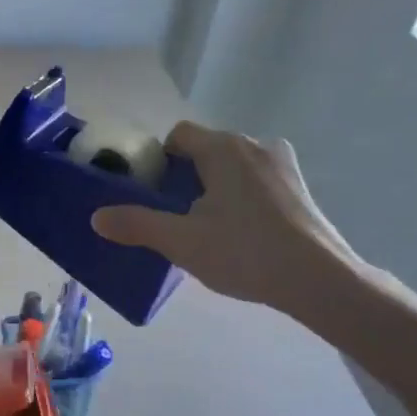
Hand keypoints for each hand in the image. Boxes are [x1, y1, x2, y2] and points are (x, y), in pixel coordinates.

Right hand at [90, 123, 359, 315]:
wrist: (319, 280)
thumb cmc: (244, 252)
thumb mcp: (180, 242)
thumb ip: (136, 225)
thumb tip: (96, 218)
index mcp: (223, 148)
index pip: (178, 135)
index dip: (158, 161)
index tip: (154, 194)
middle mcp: (254, 144)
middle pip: (205, 149)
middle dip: (185, 177)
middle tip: (176, 216)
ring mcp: (281, 163)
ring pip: (231, 165)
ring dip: (214, 186)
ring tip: (208, 226)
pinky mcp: (299, 185)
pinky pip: (256, 179)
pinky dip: (241, 195)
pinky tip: (242, 231)